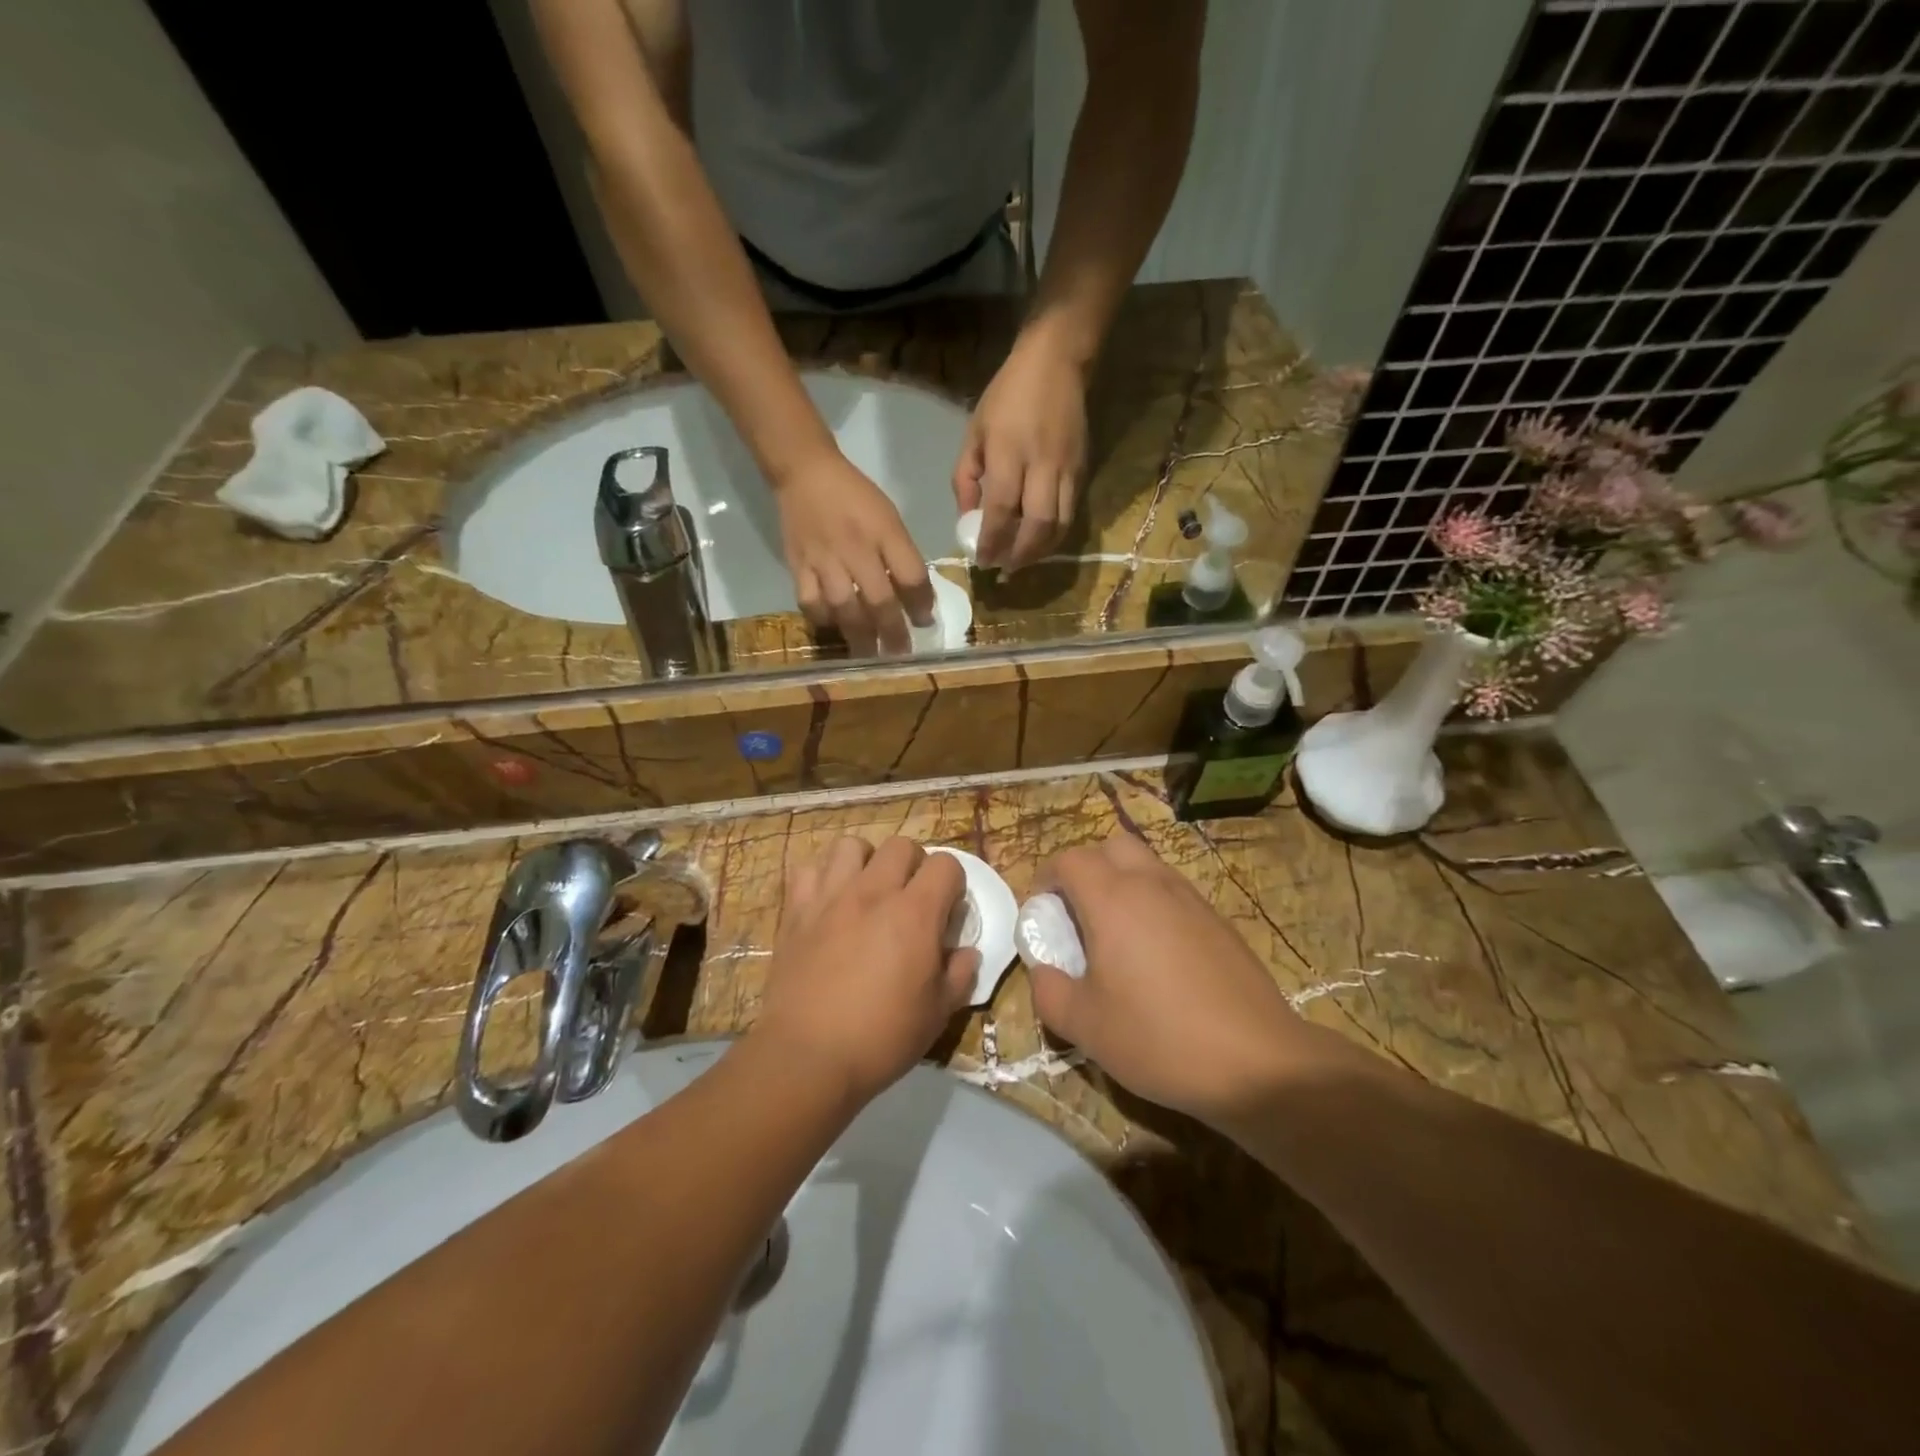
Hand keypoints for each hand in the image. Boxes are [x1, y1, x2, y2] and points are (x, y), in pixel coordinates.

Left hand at [753, 837, 977, 1104]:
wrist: (807, 1057)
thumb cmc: (881, 1038)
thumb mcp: (937, 1014)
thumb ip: (960, 975)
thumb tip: (967, 953)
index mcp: (915, 913)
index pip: (945, 864)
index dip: (952, 884)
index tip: (947, 911)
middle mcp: (873, 892)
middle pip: (900, 845)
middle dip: (913, 865)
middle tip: (910, 899)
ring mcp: (830, 896)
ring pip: (851, 846)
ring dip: (866, 862)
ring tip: (867, 891)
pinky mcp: (796, 910)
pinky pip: (807, 869)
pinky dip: (820, 878)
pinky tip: (827, 903)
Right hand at [776, 453, 934, 654]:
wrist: (806, 472)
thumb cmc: (855, 496)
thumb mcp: (888, 517)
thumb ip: (901, 554)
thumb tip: (915, 597)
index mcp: (884, 532)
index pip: (911, 575)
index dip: (922, 604)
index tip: (925, 622)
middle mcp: (856, 548)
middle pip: (879, 599)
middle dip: (893, 632)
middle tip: (900, 653)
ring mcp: (824, 559)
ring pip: (844, 607)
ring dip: (860, 635)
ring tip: (869, 654)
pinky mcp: (798, 565)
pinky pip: (811, 602)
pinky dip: (823, 619)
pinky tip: (833, 626)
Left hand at [954, 330, 1087, 570]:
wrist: (1056, 362)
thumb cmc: (1007, 396)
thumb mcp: (974, 432)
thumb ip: (966, 478)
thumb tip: (967, 518)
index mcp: (1009, 453)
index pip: (1001, 510)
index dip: (992, 541)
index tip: (982, 561)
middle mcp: (1042, 465)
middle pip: (1037, 525)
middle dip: (1020, 554)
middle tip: (1005, 568)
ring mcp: (1067, 469)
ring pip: (1059, 524)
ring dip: (1040, 550)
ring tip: (1022, 560)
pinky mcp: (1083, 470)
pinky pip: (1070, 513)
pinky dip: (1054, 534)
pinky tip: (1039, 541)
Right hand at [1028, 832, 1333, 1126]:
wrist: (1257, 1062)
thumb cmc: (1159, 1038)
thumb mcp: (1085, 1025)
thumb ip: (1049, 992)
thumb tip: (1043, 972)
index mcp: (1113, 900)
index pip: (1071, 860)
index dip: (1047, 877)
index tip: (1042, 911)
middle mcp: (1152, 885)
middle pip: (1112, 846)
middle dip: (1087, 867)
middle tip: (1078, 912)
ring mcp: (1191, 899)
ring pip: (1147, 865)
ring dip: (1123, 882)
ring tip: (1116, 933)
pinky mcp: (1219, 920)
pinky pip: (1174, 891)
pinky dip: (1154, 903)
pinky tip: (1157, 954)